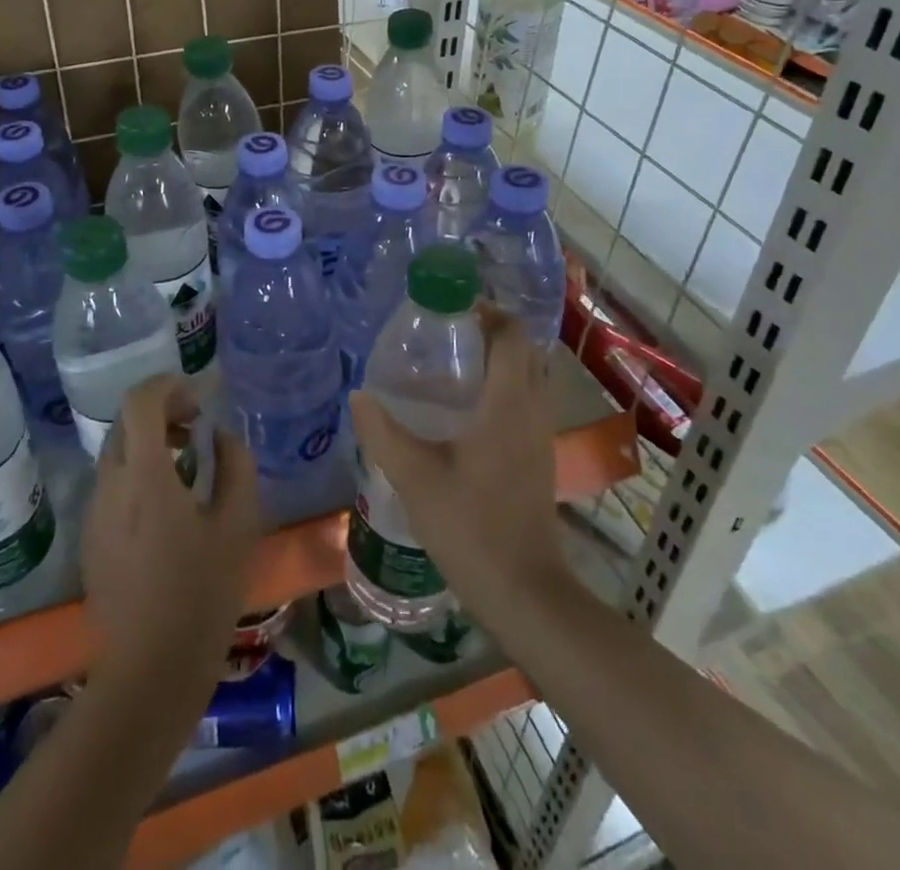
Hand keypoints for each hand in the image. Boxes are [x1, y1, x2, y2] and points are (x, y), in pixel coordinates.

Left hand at [81, 376, 260, 695]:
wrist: (148, 673)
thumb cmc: (202, 597)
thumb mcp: (238, 527)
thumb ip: (235, 467)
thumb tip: (220, 436)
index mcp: (145, 477)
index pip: (140, 402)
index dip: (167, 385)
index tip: (198, 397)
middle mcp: (110, 485)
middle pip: (126, 423)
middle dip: (161, 412)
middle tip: (197, 426)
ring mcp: (94, 513)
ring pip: (117, 453)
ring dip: (150, 442)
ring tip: (188, 462)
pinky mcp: (90, 538)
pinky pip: (112, 485)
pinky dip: (138, 472)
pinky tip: (167, 505)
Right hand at [350, 307, 563, 611]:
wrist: (525, 593)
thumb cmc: (471, 528)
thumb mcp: (415, 477)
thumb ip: (383, 432)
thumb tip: (359, 395)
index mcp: (507, 404)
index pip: (511, 335)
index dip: (486, 311)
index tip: (449, 306)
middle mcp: (532, 410)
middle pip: (524, 349)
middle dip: (491, 330)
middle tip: (446, 331)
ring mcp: (540, 435)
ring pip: (529, 376)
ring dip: (499, 358)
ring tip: (451, 363)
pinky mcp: (538, 457)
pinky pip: (526, 401)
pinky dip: (503, 386)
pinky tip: (463, 409)